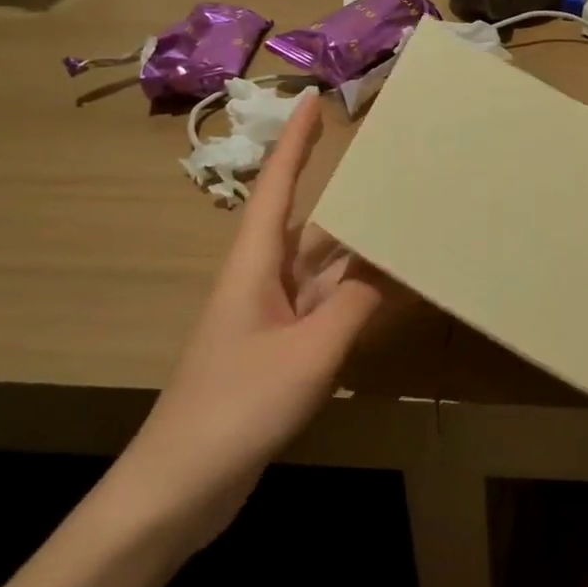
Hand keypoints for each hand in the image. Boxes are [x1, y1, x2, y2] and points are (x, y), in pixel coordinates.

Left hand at [107, 96, 384, 552]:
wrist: (180, 487)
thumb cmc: (237, 406)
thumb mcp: (309, 352)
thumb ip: (356, 304)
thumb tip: (393, 265)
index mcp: (256, 264)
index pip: (276, 185)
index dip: (295, 141)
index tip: (314, 99)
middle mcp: (263, 279)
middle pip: (310, 223)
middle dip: (347, 193)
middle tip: (394, 166)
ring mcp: (272, 316)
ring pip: (324, 267)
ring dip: (360, 249)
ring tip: (407, 222)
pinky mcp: (281, 349)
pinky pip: (327, 305)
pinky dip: (358, 293)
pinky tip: (391, 291)